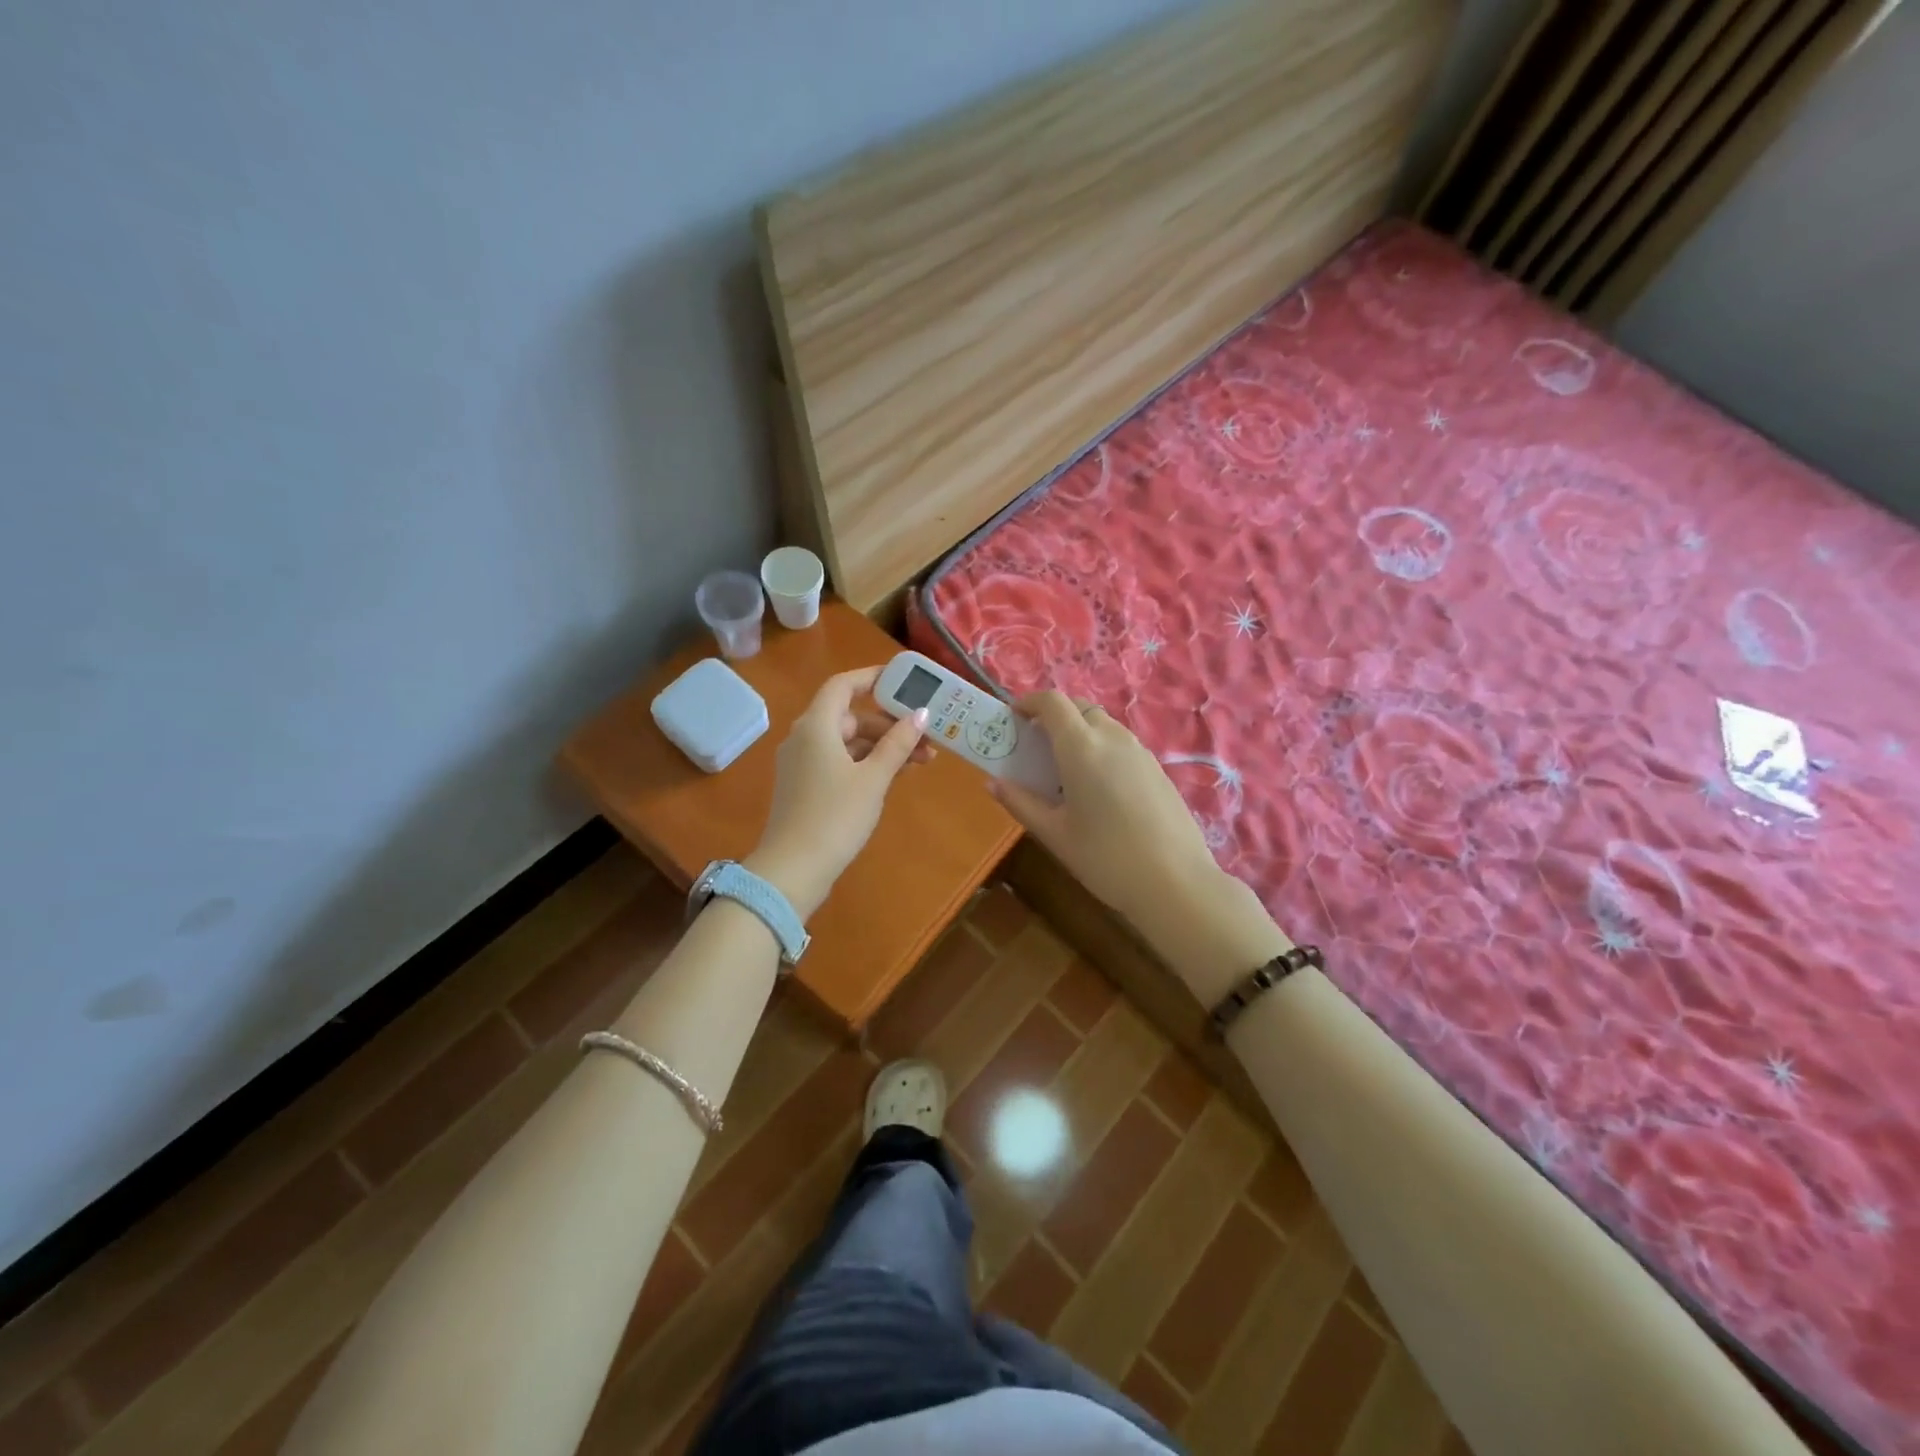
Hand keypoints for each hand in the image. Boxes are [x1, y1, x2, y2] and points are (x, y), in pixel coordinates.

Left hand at [747, 666, 932, 917]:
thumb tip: (921, 713)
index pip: (843, 685)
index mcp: (816, 726)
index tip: (902, 682)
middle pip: (850, 716)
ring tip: (920, 762)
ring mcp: (801, 764)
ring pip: (847, 742)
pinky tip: (892, 777)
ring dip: (882, 747)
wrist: (793, 870)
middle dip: (889, 724)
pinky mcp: (804, 787)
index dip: (872, 679)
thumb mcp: (874, 778)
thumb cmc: (835, 817)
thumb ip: (898, 744)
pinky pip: (839, 761)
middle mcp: (804, 738)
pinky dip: (865, 763)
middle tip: (925, 737)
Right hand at [991, 692, 1223, 918]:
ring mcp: (1140, 751)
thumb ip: (1021, 803)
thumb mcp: (1055, 834)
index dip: (1030, 702)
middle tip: (1035, 745)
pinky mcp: (1157, 768)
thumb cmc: (1105, 859)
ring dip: (1079, 732)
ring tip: (1064, 768)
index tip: (1013, 718)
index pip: (1053, 702)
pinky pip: (1122, 744)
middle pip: (1079, 707)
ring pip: (1103, 724)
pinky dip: (1101, 748)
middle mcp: (1112, 738)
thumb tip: (993, 783)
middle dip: (1054, 716)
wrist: (1176, 882)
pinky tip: (1098, 787)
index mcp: (1081, 747)